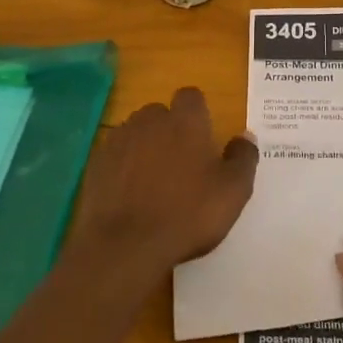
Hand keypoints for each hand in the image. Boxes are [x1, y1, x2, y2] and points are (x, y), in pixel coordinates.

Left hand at [65, 87, 257, 280]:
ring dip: (145, 147)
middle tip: (182, 164)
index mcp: (185, 121)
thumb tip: (245, 136)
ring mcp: (118, 140)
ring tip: (154, 181)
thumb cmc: (187, 214)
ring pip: (136, 133)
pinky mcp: (96, 164)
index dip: (198, 113)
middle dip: (170, 130)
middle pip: (161, 113)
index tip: (204, 138)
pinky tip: (131, 195)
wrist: (124, 246)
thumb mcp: (233, 191)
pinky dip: (123, 168)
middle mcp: (150, 120)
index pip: (191, 97)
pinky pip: (115, 156)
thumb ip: (243, 158)